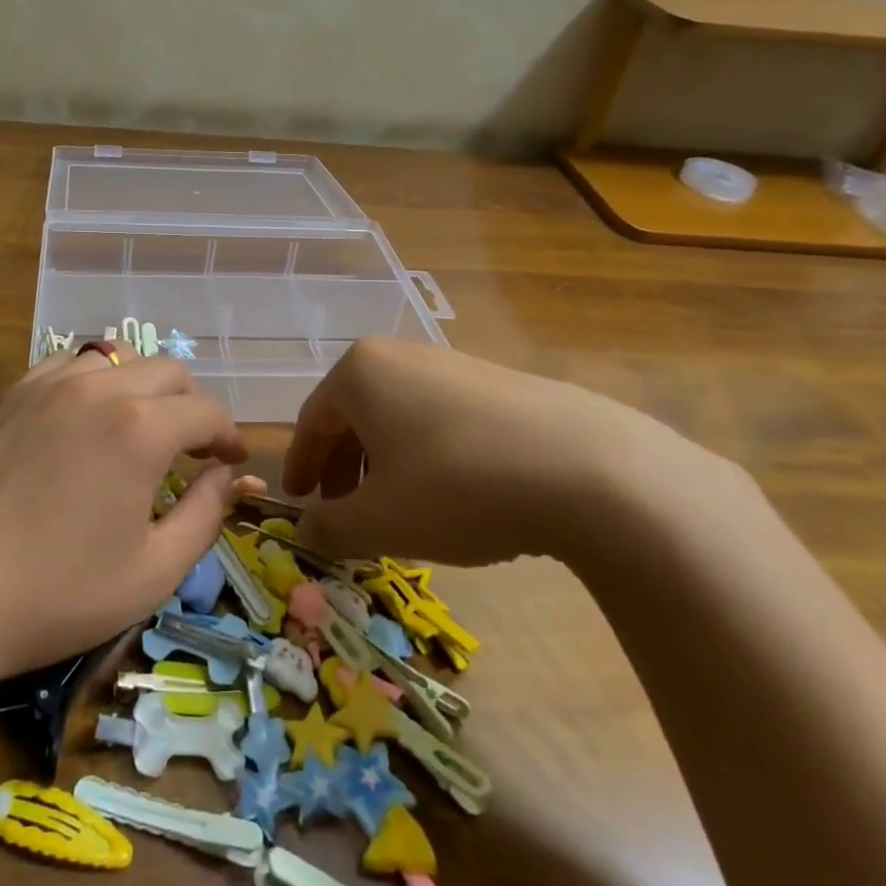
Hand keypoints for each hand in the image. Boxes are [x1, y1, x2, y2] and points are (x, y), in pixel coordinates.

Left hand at [0, 343, 261, 680]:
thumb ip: (205, 517)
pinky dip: (95, 381)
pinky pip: (69, 365)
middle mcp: (98, 389)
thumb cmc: (54, 594)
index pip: (206, 411)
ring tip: (140, 429)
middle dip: (192, 405)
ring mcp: (48, 384)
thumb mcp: (152, 573)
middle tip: (193, 449)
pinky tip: (86, 419)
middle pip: (167, 371)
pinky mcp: (11, 394)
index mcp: (140, 428)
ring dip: (143, 387)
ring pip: (118, 358)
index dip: (229, 435)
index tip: (232, 461)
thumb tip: (227, 476)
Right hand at [288, 337, 717, 567]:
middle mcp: (400, 356)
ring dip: (383, 465)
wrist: (587, 469)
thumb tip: (305, 530)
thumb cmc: (457, 486)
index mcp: (360, 372)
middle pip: (353, 416)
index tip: (298, 502)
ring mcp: (451, 364)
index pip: (312, 421)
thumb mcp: (381, 520)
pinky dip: (424, 456)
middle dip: (343, 469)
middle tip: (343, 514)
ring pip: (396, 418)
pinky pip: (438, 418)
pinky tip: (448, 495)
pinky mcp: (495, 383)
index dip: (300, 466)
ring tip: (396, 511)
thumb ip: (329, 526)